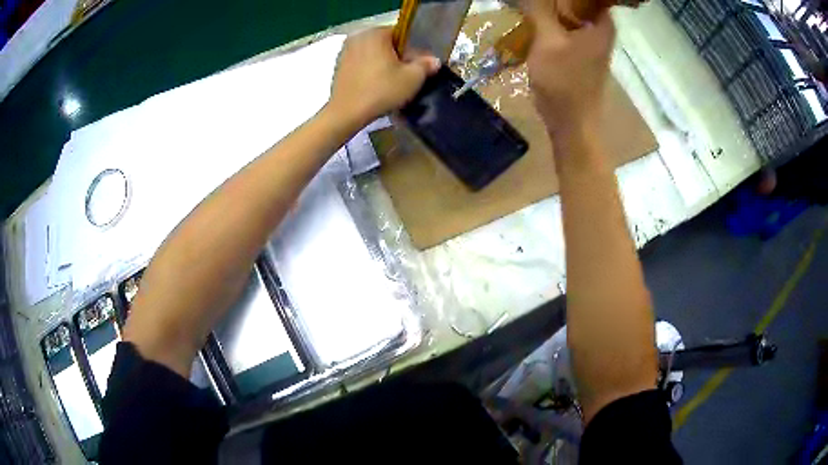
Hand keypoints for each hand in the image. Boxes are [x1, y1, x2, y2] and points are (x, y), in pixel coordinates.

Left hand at [328, 27, 440, 127]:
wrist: (346, 113)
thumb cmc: (381, 91)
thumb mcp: (412, 78)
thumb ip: (425, 65)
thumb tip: (433, 60)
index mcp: (376, 33)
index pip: (401, 34)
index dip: (413, 49)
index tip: (417, 65)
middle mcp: (358, 36)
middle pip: (385, 43)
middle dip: (397, 56)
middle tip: (406, 74)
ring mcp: (345, 51)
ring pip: (372, 53)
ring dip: (383, 64)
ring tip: (391, 82)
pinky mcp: (338, 66)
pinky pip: (360, 63)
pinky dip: (369, 71)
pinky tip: (375, 86)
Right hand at [523, 0, 615, 135]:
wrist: (572, 124)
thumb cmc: (563, 82)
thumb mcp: (547, 41)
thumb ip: (540, 10)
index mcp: (602, 24)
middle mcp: (602, 31)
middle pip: (580, 2)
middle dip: (558, 0)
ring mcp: (594, 43)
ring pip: (574, 14)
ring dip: (553, 8)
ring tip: (532, 5)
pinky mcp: (583, 54)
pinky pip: (569, 28)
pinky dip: (555, 22)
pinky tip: (536, 21)